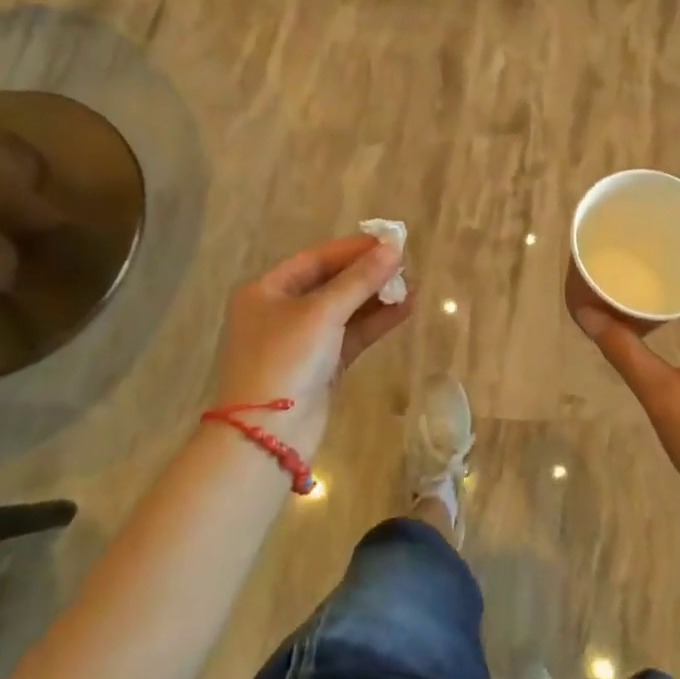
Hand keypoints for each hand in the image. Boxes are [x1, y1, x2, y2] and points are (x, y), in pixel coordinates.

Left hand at [215, 235, 411, 453]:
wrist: (267, 435)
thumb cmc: (285, 359)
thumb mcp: (322, 312)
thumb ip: (360, 280)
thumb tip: (394, 248)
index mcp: (267, 291)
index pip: (315, 259)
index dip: (352, 250)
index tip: (389, 243)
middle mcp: (281, 312)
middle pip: (331, 283)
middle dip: (367, 274)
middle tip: (404, 264)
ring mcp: (302, 341)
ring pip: (344, 310)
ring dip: (376, 298)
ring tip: (412, 285)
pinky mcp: (321, 365)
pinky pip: (351, 335)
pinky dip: (376, 322)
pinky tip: (405, 309)